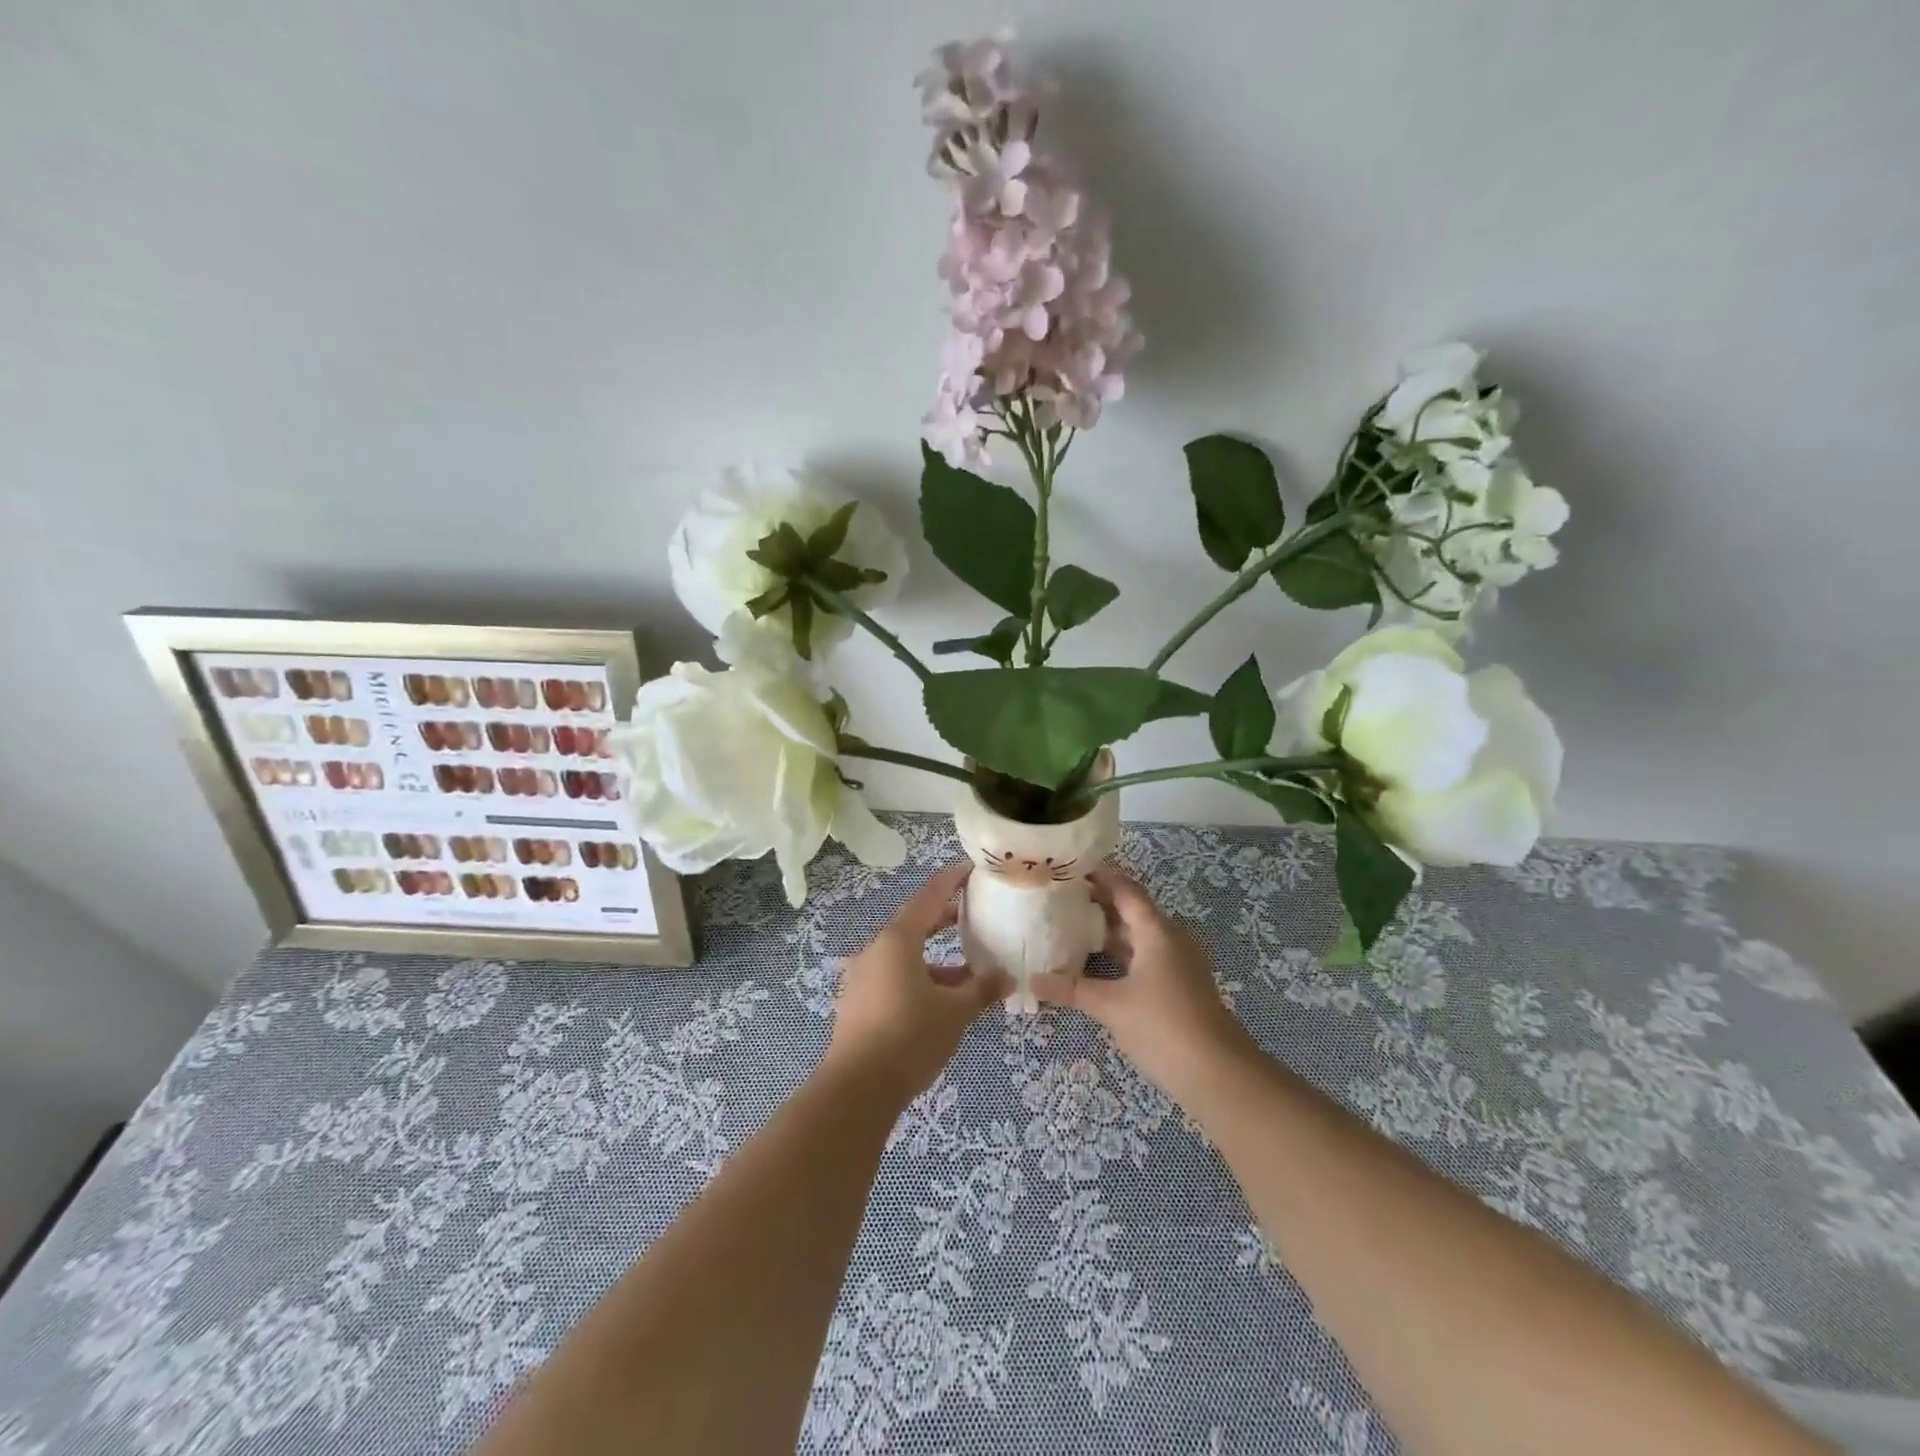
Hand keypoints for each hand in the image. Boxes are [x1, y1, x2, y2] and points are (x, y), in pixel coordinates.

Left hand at [820, 861, 1009, 1105]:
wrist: (857, 1088)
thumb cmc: (910, 1036)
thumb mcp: (955, 1012)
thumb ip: (982, 990)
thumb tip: (1007, 978)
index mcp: (897, 940)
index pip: (929, 897)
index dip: (951, 881)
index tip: (971, 869)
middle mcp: (876, 950)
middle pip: (914, 924)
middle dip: (944, 918)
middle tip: (972, 913)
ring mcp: (862, 976)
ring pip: (905, 955)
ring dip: (935, 958)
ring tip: (967, 969)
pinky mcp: (857, 1001)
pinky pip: (893, 976)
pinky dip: (919, 977)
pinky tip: (940, 999)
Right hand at [1031, 866, 1254, 1100]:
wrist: (1217, 1074)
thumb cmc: (1162, 1026)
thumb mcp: (1110, 1006)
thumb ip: (1071, 989)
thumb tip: (1033, 980)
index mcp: (1156, 931)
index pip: (1126, 890)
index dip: (1101, 876)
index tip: (1071, 867)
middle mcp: (1170, 939)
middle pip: (1132, 910)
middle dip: (1099, 902)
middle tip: (1061, 897)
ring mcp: (1178, 963)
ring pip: (1139, 935)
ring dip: (1109, 930)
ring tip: (1071, 926)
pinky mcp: (1180, 986)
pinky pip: (1145, 956)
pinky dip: (1121, 953)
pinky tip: (1096, 964)